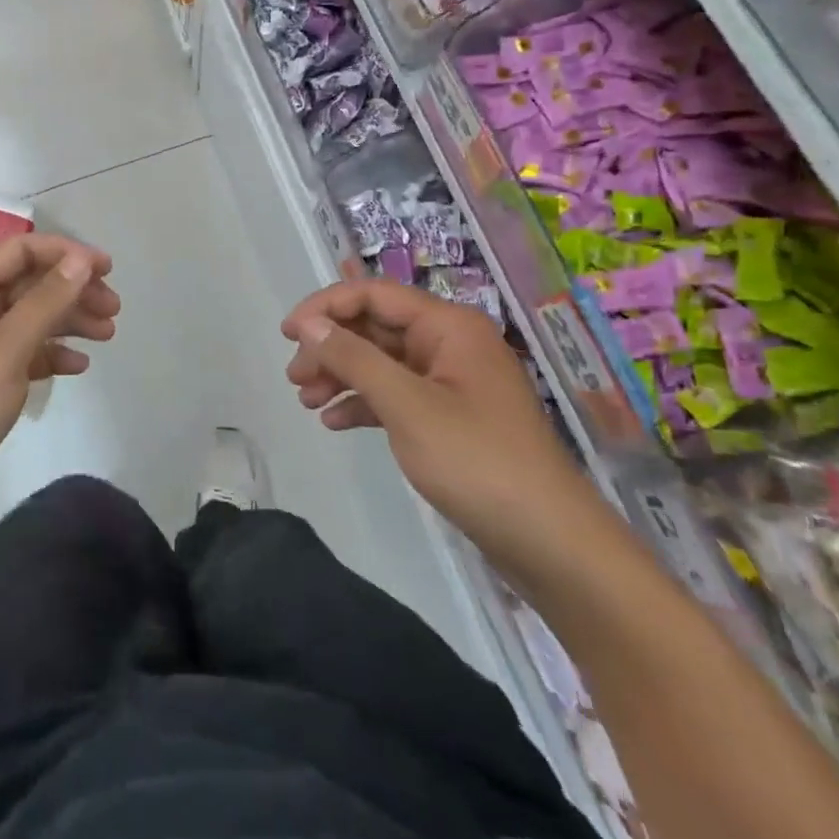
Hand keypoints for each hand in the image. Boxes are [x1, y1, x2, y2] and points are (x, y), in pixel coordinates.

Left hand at [0, 233, 118, 534]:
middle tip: (114, 309)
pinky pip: (21, 355)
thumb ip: (44, 303)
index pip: (20, 251)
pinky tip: (78, 366)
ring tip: (108, 335)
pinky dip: (49, 355)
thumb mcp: (3, 353)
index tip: (107, 269)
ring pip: (27, 320)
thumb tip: (80, 259)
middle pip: (27, 285)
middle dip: (71, 291)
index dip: (65, 253)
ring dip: (67, 322)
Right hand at [283, 279, 610, 579]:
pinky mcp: (449, 418)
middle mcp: (450, 344)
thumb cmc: (477, 462)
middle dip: (331, 347)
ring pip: (382, 362)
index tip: (288, 334)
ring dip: (341, 375)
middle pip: (375, 327)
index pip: (375, 294)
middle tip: (294, 376)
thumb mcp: (406, 405)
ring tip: (305, 400)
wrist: (550, 544)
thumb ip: (354, 358)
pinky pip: (395, 395)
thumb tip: (308, 324)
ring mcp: (451, 382)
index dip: (326, 307)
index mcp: (449, 326)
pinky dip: (363, 403)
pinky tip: (332, 421)